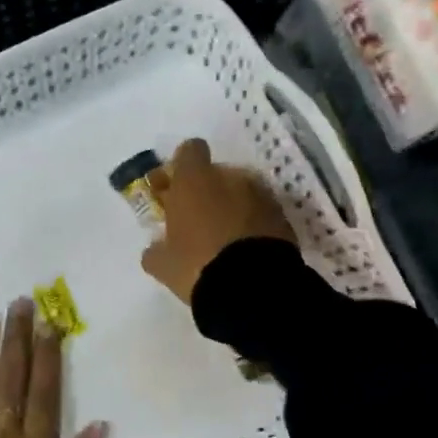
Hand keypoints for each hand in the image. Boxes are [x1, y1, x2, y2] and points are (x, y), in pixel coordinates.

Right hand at [140, 138, 295, 303]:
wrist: (253, 287)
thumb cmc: (197, 265)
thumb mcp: (163, 264)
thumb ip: (155, 250)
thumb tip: (154, 249)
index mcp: (194, 180)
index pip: (190, 150)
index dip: (181, 167)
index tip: (174, 188)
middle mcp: (230, 177)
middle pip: (216, 172)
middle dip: (207, 190)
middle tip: (198, 219)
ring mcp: (260, 194)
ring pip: (241, 191)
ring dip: (232, 206)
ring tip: (225, 238)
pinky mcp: (283, 215)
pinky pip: (262, 211)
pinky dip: (253, 222)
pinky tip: (246, 249)